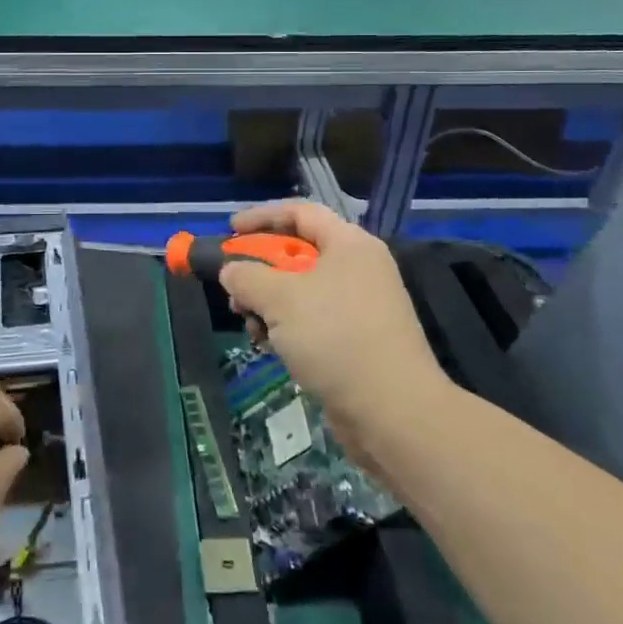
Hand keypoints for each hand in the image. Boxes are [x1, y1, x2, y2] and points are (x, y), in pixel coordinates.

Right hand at [218, 201, 449, 458]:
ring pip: (301, 291)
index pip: (300, 212)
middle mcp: (358, 268)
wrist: (392, 411)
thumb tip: (230, 271)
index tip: (229, 230)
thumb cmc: (335, 337)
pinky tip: (270, 347)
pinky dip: (287, 328)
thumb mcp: (280, 299)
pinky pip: (313, 321)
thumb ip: (247, 276)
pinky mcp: (357, 341)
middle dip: (260, 268)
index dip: (262, 216)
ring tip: (250, 324)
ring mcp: (360, 306)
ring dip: (268, 303)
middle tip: (233, 286)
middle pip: (298, 253)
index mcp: (349, 244)